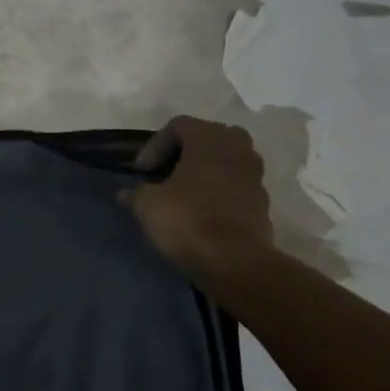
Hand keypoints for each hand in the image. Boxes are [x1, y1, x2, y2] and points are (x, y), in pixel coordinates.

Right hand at [125, 117, 275, 292]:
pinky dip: (218, 193)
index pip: (177, 126)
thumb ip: (135, 193)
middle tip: (163, 177)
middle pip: (204, 140)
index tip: (142, 173)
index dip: (154, 146)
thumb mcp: (148, 204)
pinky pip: (234, 187)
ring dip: (202, 174)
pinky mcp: (263, 201)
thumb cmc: (188, 220)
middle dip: (182, 156)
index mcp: (210, 136)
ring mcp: (255, 174)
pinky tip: (202, 214)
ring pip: (223, 163)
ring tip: (182, 196)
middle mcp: (238, 146)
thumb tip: (126, 194)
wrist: (236, 263)